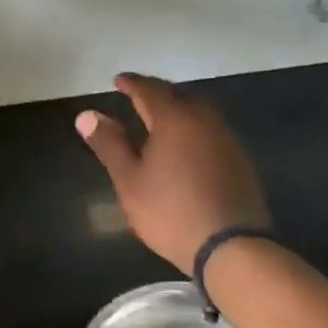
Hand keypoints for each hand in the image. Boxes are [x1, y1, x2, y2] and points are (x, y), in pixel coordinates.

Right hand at [76, 74, 268, 275]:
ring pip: (199, 112)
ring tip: (162, 117)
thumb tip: (87, 114)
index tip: (118, 80)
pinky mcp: (241, 161)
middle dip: (157, 92)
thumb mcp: (129, 180)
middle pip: (179, 95)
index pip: (150, 90)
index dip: (132, 84)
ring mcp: (227, 140)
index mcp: (175, 119)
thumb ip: (110, 144)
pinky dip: (195, 129)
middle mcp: (204, 120)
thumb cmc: (170, 211)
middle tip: (139, 95)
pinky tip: (188, 145)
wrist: (230, 247)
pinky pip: (212, 131)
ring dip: (179, 108)